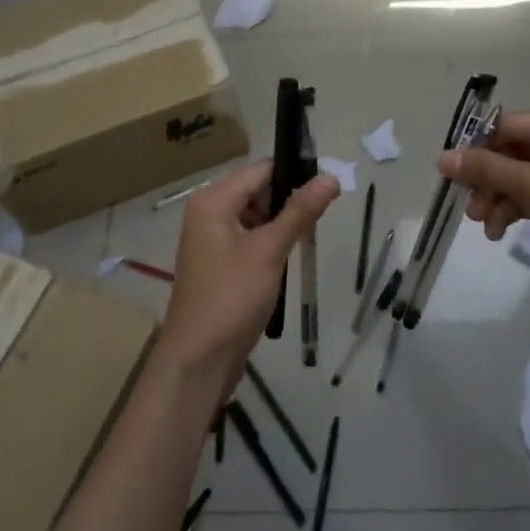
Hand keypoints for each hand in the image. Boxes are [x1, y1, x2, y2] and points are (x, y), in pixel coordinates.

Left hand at [160, 160, 339, 374]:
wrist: (198, 361)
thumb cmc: (231, 298)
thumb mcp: (269, 251)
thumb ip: (300, 212)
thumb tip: (330, 177)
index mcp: (213, 200)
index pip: (262, 170)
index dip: (295, 174)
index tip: (329, 187)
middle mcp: (208, 211)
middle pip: (258, 190)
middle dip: (289, 202)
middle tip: (321, 218)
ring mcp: (211, 238)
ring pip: (256, 216)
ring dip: (281, 225)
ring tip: (308, 239)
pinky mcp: (218, 262)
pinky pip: (249, 238)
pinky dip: (269, 243)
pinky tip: (288, 258)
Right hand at [438, 108, 529, 322]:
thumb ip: (487, 170)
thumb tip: (442, 158)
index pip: (511, 125)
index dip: (478, 148)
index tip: (451, 173)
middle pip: (516, 151)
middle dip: (490, 180)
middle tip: (470, 209)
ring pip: (524, 175)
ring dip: (500, 198)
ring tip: (484, 226)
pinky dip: (518, 207)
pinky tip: (501, 231)